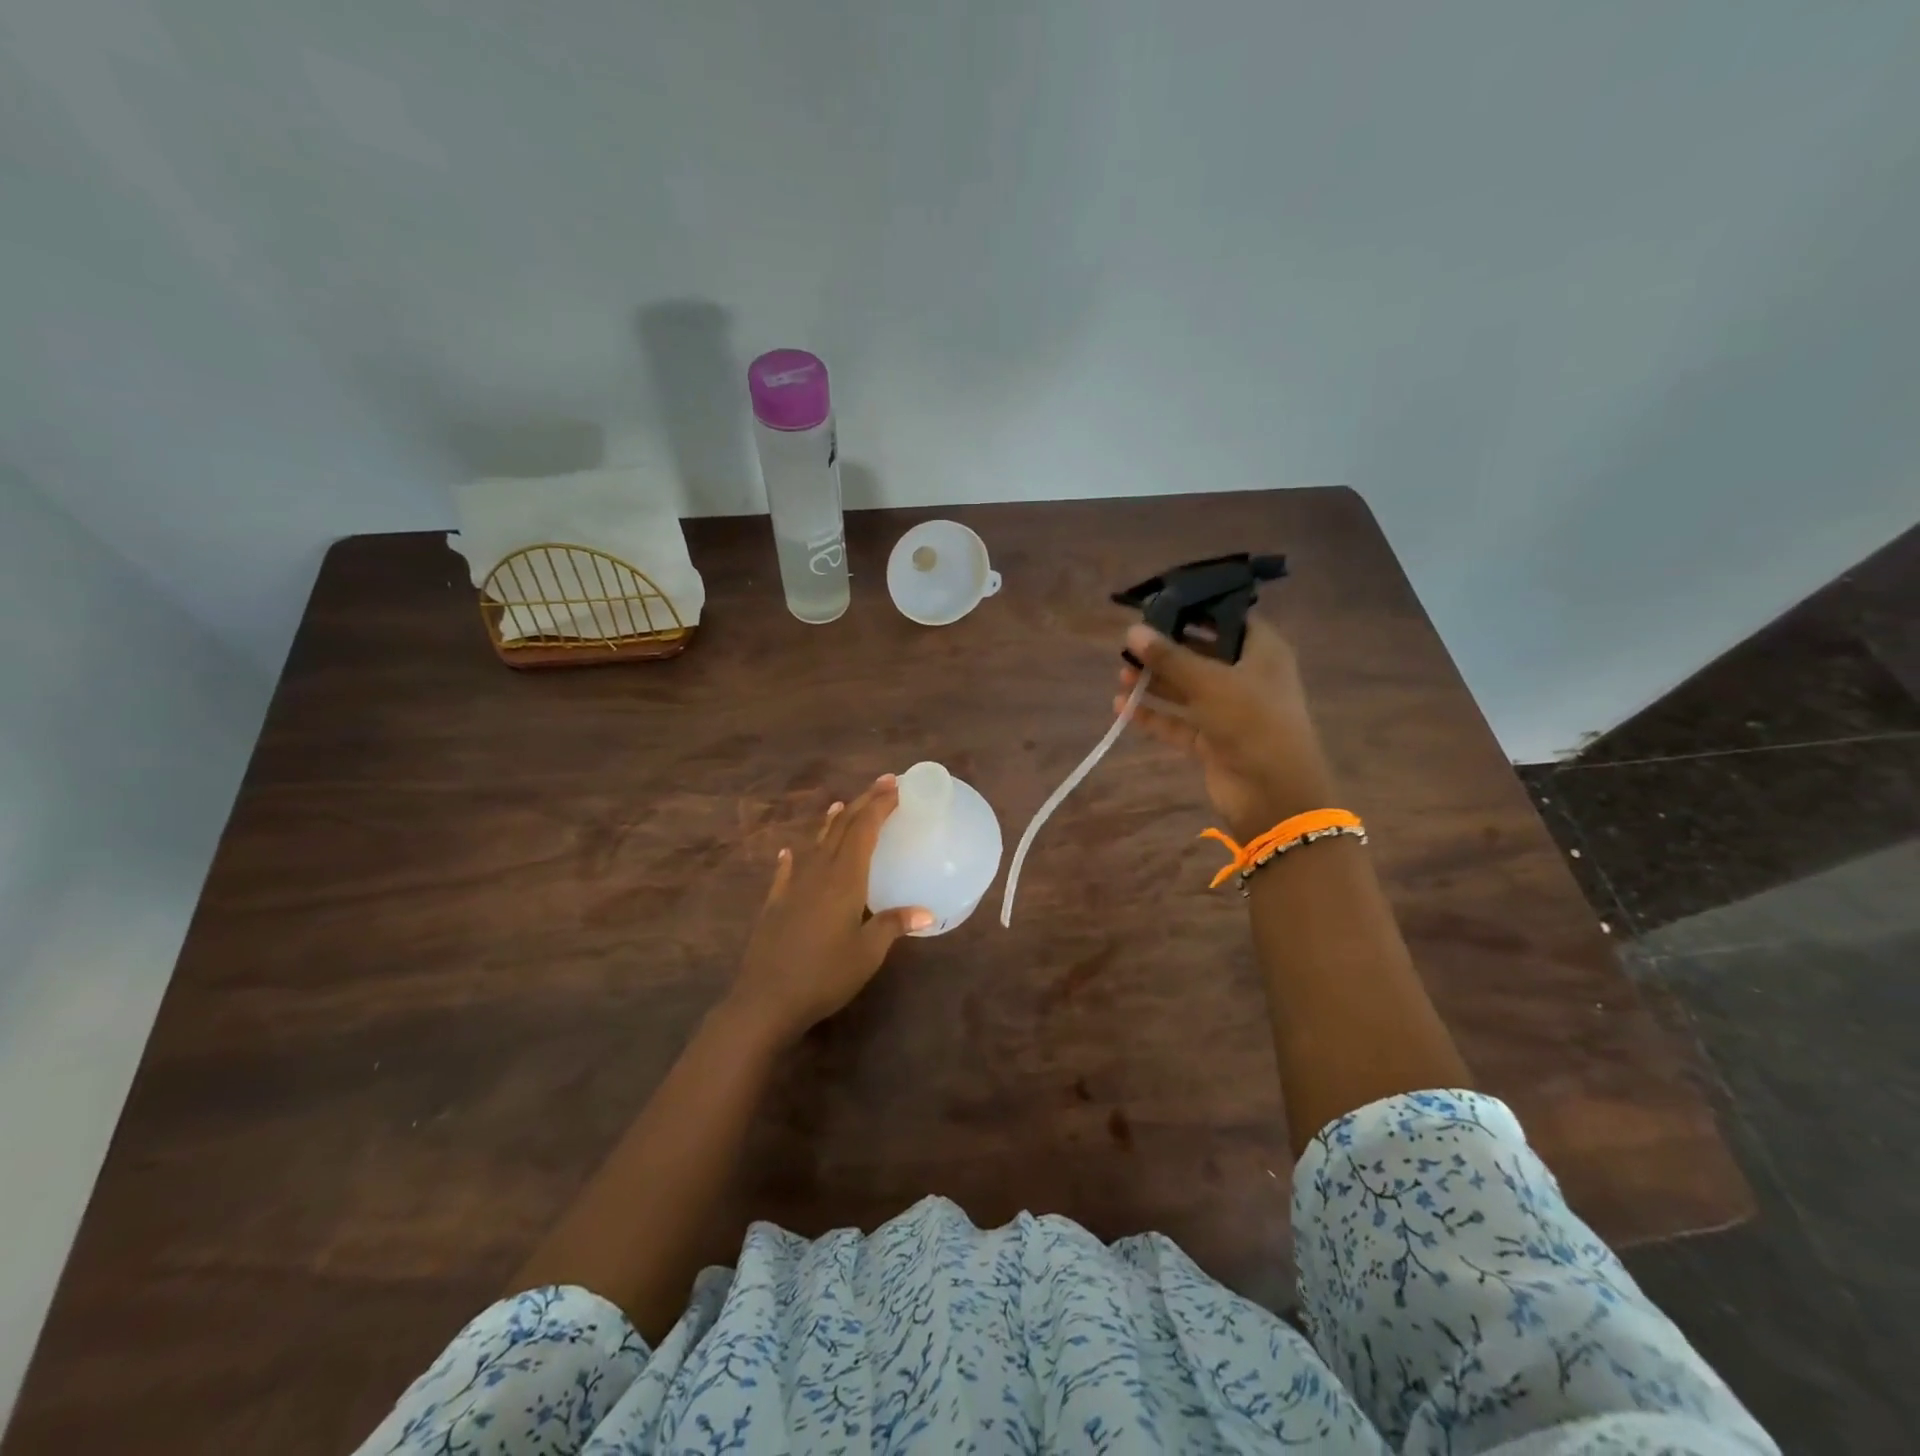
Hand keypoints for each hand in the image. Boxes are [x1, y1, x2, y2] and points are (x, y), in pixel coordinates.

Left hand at [728, 776, 932, 1044]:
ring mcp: (794, 886)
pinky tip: (789, 852)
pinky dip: (794, 857)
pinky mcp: (776, 903)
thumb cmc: (824, 975)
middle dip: (863, 803)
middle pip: (842, 828)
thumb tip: (927, 912)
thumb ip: (893, 925)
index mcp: (845, 878)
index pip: (865, 830)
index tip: (896, 786)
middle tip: (883, 785)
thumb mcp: (867, 953)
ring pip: (816, 843)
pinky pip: (788, 870)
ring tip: (842, 805)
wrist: (766, 1000)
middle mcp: (819, 872)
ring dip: (832, 822)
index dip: (880, 804)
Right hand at [1116, 618, 1335, 837]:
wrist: (1274, 793)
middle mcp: (1248, 677)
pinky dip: (1154, 715)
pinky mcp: (1212, 740)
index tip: (1158, 607)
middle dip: (1166, 651)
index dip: (1196, 612)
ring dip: (1156, 683)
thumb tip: (1131, 630)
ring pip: (1187, 690)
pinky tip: (1122, 707)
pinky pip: (1178, 722)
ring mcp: (1230, 711)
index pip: (1228, 620)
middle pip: (1202, 655)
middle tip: (1130, 645)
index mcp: (1263, 652)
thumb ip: (1169, 657)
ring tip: (1121, 675)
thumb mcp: (1208, 683)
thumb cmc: (1251, 722)